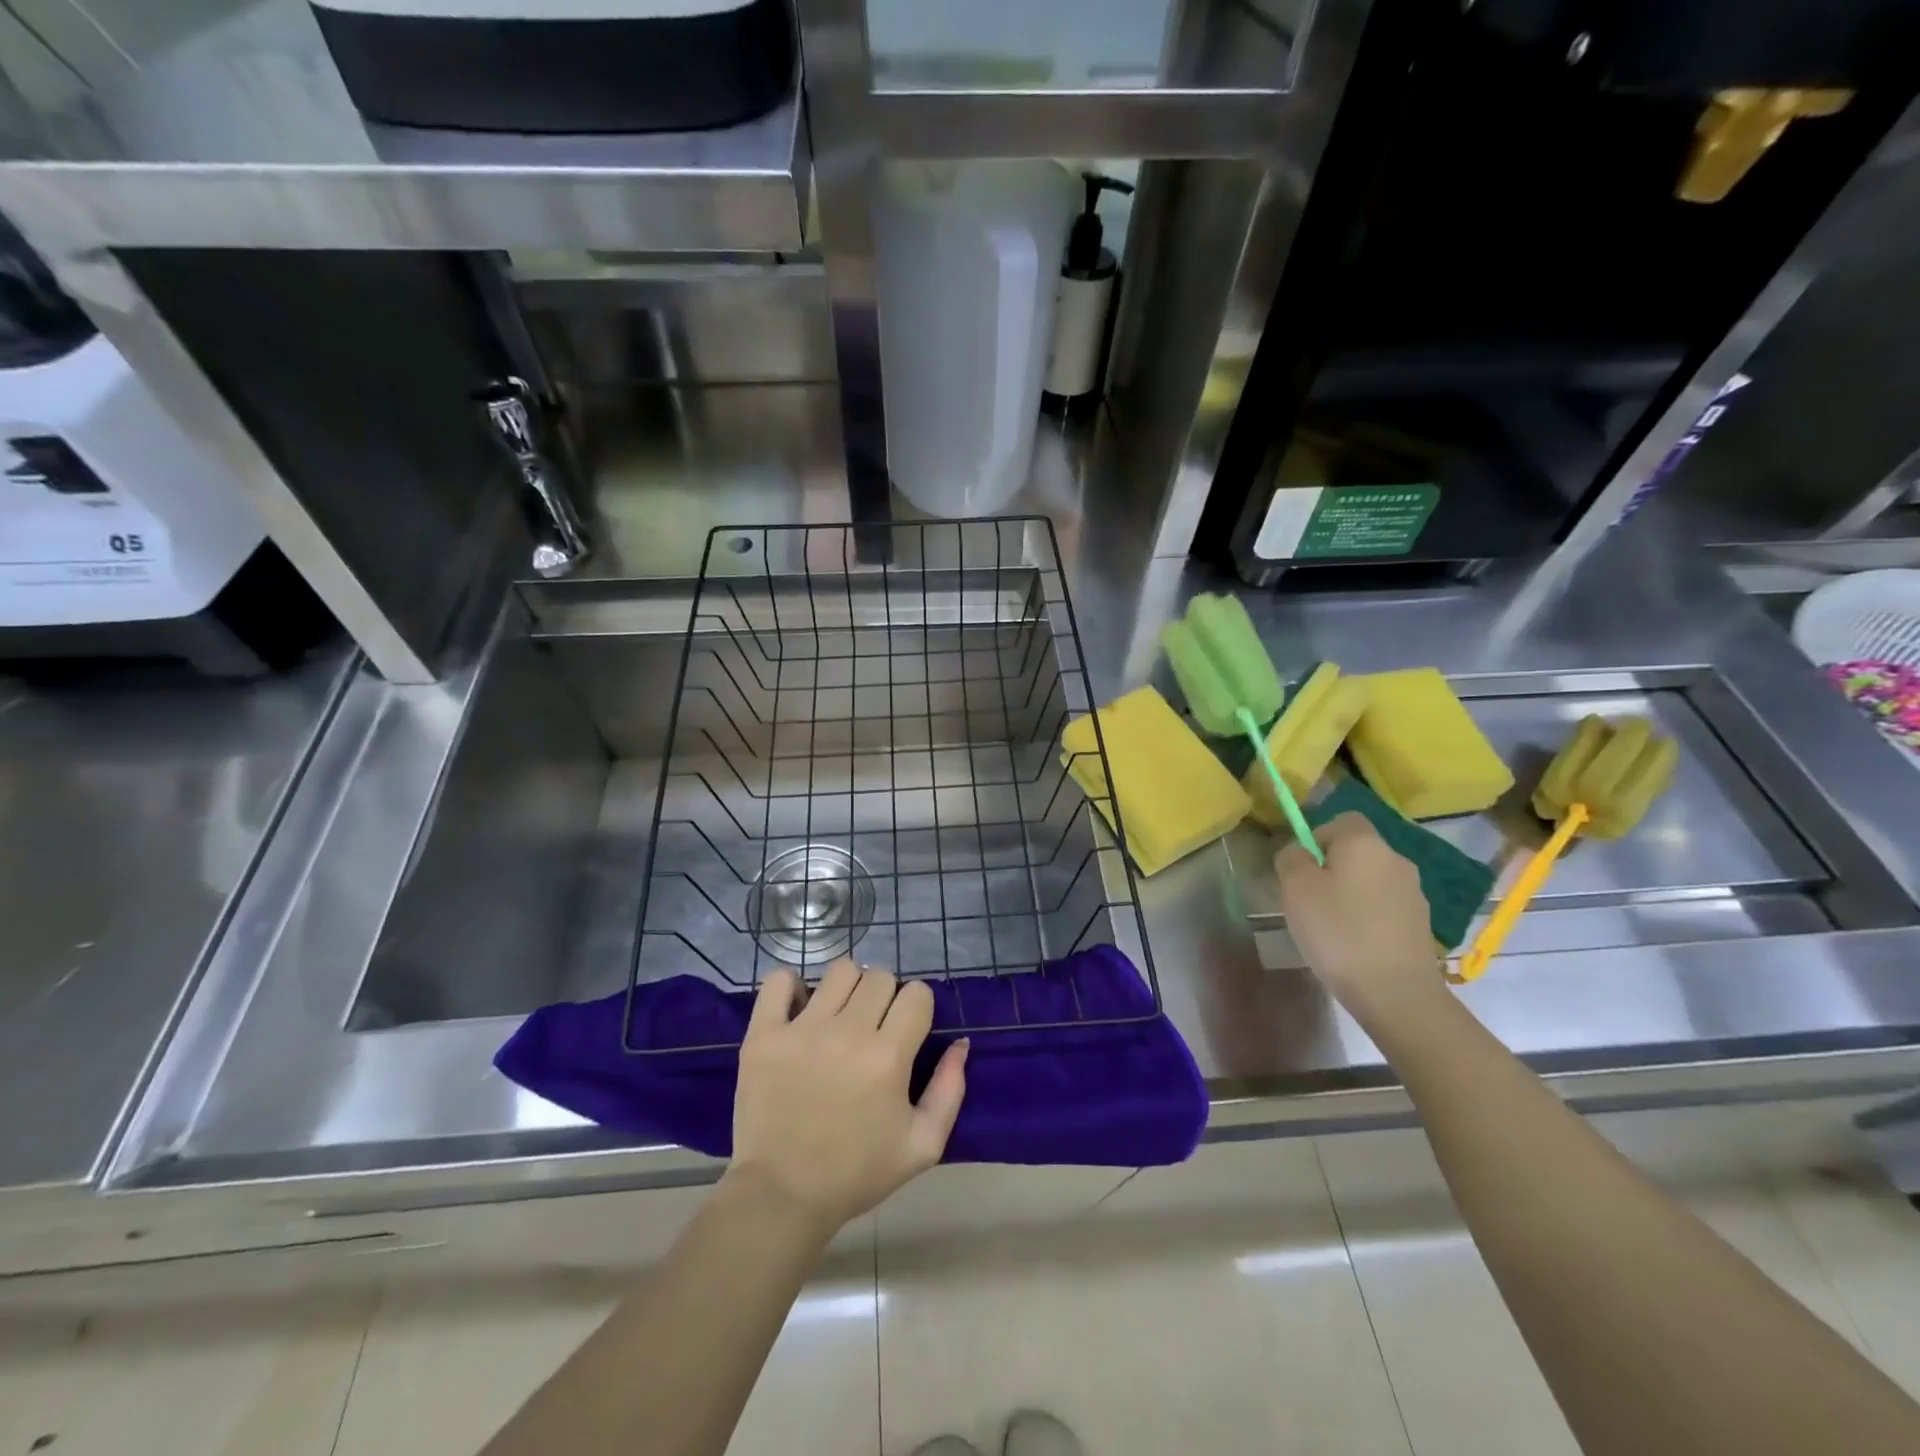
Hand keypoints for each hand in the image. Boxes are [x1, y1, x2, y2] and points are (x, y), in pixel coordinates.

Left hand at [728, 959, 967, 1235]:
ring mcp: (802, 1030)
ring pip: (840, 971)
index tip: (906, 1030)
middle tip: (873, 1028)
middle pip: (880, 978)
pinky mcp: (764, 1034)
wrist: (782, 1196)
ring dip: (847, 988)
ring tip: (839, 1017)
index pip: (917, 994)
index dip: (917, 1008)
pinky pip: (780, 981)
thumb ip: (950, 1090)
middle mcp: (848, 1033)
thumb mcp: (923, 1145)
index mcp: (888, 1057)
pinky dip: (792, 986)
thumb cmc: (856, 1173)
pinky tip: (799, 1010)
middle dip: (885, 997)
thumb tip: (960, 1043)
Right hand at [1275, 812, 1446, 1027]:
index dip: (1317, 836)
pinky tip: (1353, 945)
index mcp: (1365, 843)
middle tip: (1308, 900)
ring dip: (1349, 894)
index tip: (1302, 868)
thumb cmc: (1338, 931)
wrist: (1396, 993)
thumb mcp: (1296, 889)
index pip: (1341, 819)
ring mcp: (1413, 893)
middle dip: (1331, 868)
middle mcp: (1395, 859)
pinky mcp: (1420, 923)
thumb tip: (1299, 852)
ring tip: (1330, 927)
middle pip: (1356, 851)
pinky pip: (1383, 906)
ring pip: (1369, 880)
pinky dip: (1366, 917)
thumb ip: (1291, 858)